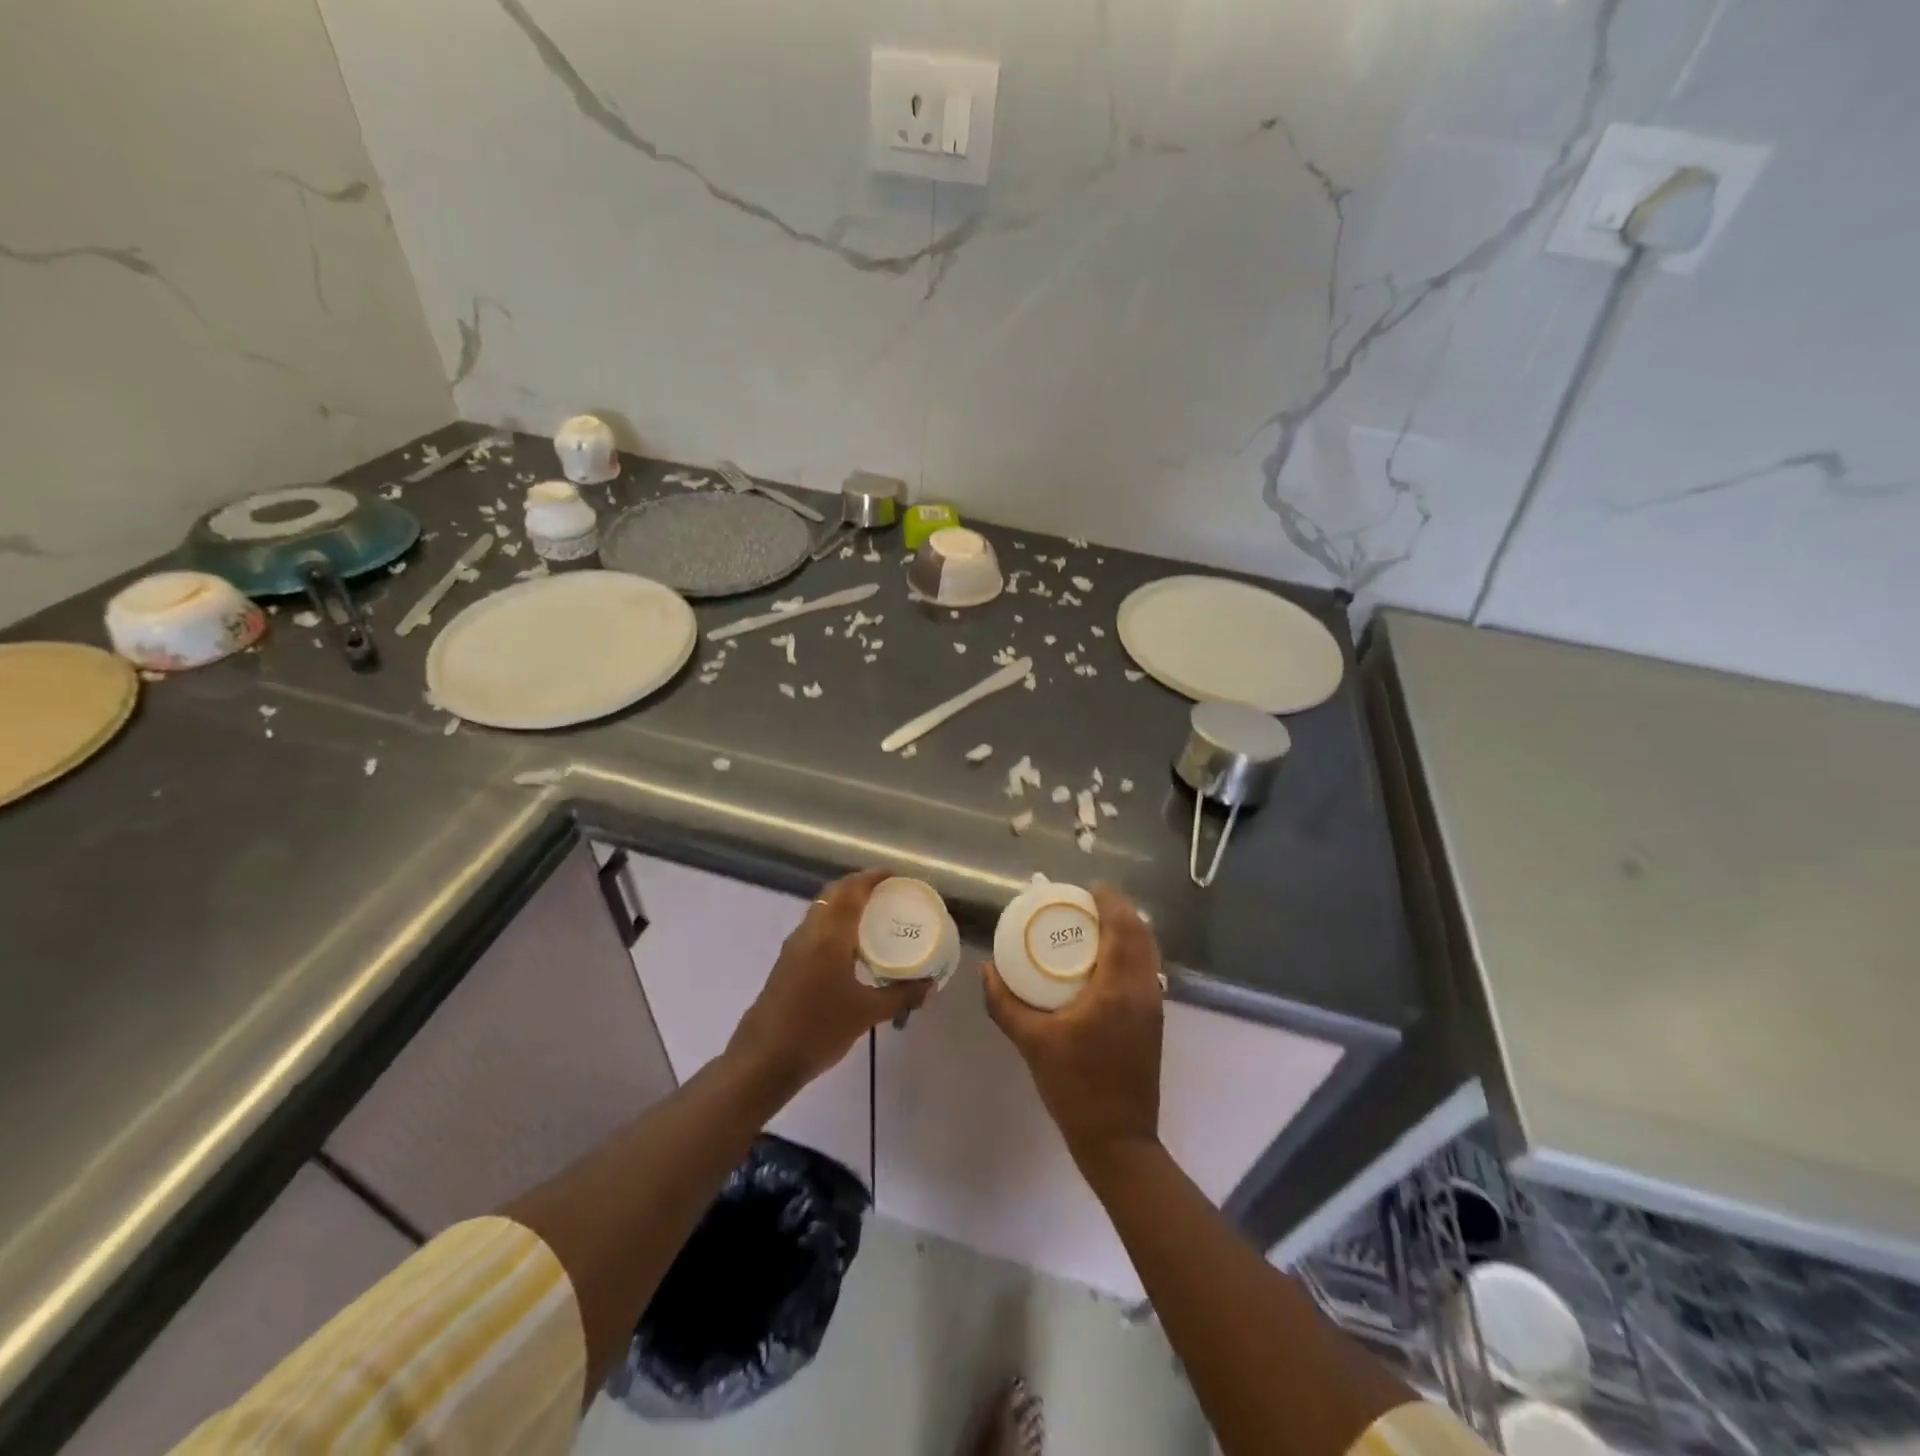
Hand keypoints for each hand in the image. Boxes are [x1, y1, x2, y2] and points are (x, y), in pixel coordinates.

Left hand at [728, 868, 930, 1095]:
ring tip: (874, 916)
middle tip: (889, 893)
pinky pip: (815, 927)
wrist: (763, 1060)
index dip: (874, 877)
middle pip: (834, 893)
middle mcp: (810, 931)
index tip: (897, 876)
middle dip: (860, 886)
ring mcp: (794, 946)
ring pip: (822, 909)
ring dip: (845, 903)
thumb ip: (900, 996)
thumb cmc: (818, 1030)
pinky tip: (851, 946)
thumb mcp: (866, 1014)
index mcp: (829, 935)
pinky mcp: (787, 962)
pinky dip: (835, 922)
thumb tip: (929, 985)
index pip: (852, 890)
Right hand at [983, 884, 1164, 1168]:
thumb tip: (986, 971)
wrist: (1118, 1140)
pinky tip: (1105, 961)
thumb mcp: (1032, 1043)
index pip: (1123, 928)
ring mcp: (1154, 1006)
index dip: (1111, 902)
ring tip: (1097, 925)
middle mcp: (1143, 990)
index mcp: (1118, 989)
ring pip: (1149, 953)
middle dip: (1121, 911)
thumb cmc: (1074, 1087)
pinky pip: (1147, 971)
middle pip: (1142, 934)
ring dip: (1129, 931)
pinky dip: (1132, 952)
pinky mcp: (1155, 1021)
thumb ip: (1005, 1004)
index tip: (1090, 888)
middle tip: (1089, 902)